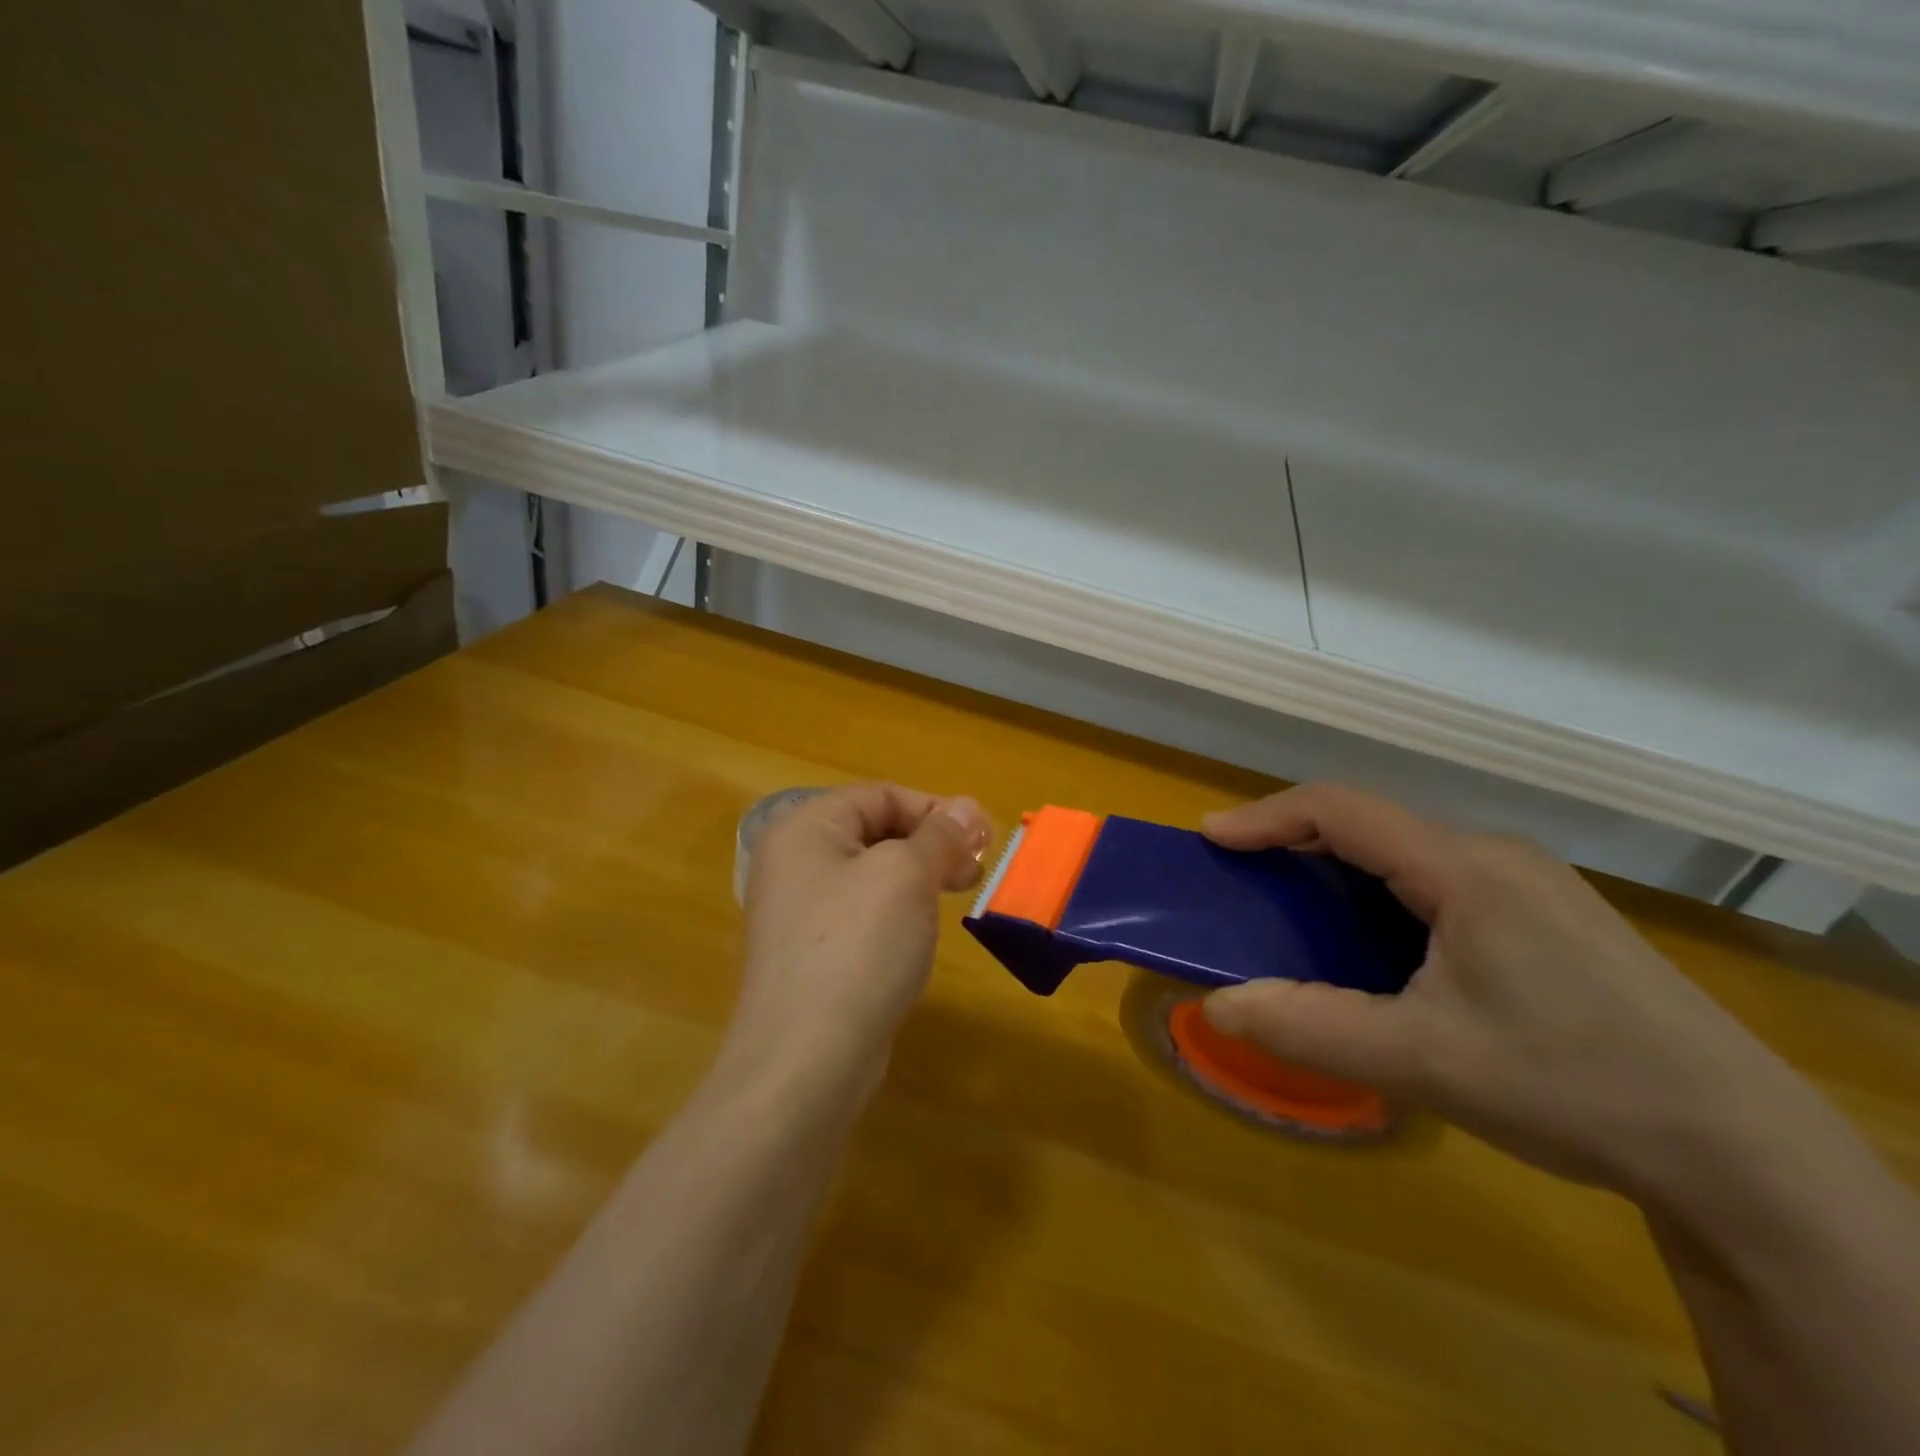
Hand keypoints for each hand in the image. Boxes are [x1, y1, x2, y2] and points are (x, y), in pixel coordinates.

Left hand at [728, 783, 990, 1094]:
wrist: (805, 1061)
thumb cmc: (857, 948)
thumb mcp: (907, 876)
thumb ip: (941, 835)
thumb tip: (969, 807)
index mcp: (805, 829)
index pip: (880, 795)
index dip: (935, 809)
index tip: (981, 840)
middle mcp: (793, 862)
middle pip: (875, 831)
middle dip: (931, 844)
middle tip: (975, 871)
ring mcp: (798, 911)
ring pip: (872, 874)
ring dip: (919, 877)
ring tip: (955, 899)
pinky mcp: (810, 954)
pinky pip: (861, 914)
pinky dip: (897, 913)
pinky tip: (919, 934)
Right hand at [1200, 784, 1820, 1199]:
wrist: (1743, 1154)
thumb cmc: (1572, 1087)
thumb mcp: (1422, 1062)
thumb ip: (1309, 1027)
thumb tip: (1217, 1004)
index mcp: (1465, 869)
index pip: (1342, 809)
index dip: (1266, 816)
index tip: (1210, 838)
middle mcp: (1497, 857)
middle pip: (1372, 824)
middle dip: (1296, 844)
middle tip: (1245, 881)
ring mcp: (1531, 885)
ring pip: (1407, 854)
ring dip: (1342, 872)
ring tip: (1299, 915)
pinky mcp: (1550, 917)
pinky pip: (1441, 881)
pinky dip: (1383, 896)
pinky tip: (1382, 948)